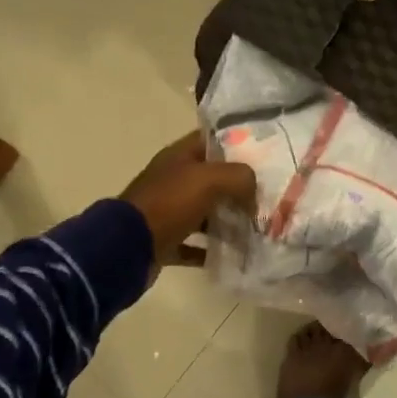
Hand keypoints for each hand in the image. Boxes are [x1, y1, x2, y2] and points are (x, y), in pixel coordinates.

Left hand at [120, 132, 256, 279]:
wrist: (129, 245)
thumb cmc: (169, 203)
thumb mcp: (210, 179)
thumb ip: (240, 178)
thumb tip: (253, 196)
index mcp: (179, 157)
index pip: (211, 142)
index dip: (237, 146)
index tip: (264, 158)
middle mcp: (172, 181)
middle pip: (211, 180)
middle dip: (238, 189)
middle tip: (267, 199)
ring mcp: (167, 212)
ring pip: (204, 213)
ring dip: (227, 221)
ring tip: (256, 230)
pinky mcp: (165, 241)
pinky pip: (193, 245)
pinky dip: (210, 250)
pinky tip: (232, 255)